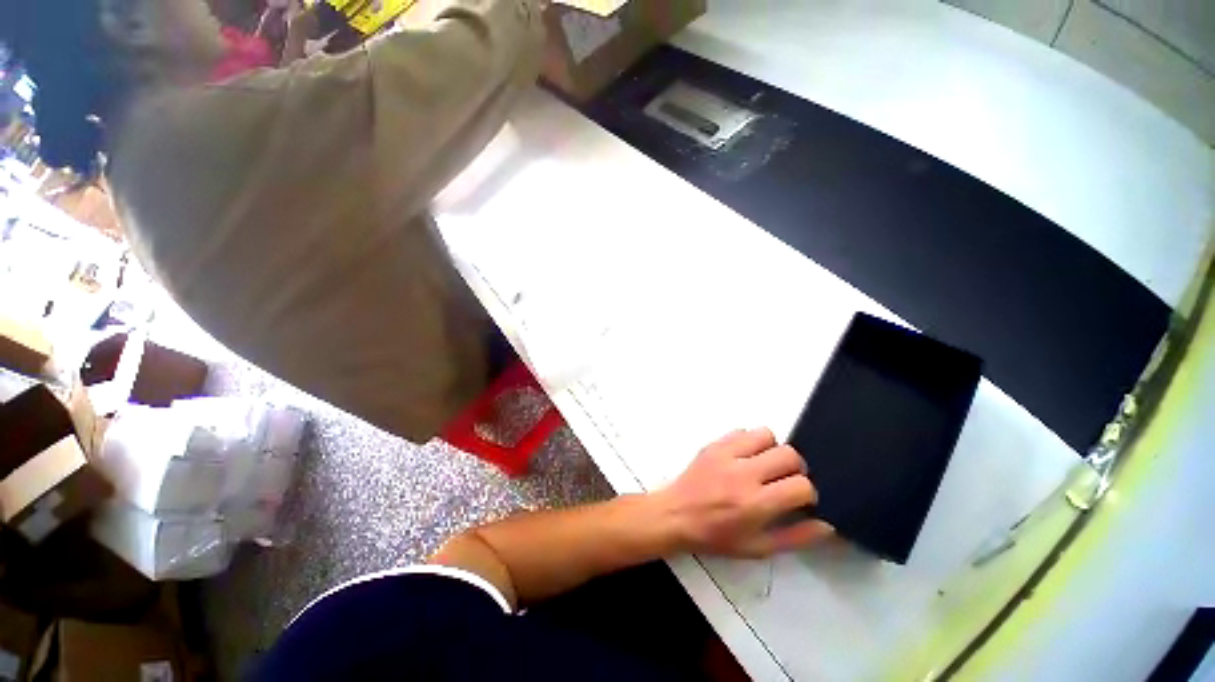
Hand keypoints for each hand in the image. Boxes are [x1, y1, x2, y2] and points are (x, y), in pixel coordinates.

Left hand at [658, 428, 833, 557]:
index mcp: (756, 503)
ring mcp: (726, 453)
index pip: (801, 485)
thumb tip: (826, 524)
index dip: (807, 493)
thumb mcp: (757, 548)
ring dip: (772, 449)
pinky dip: (750, 441)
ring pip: (766, 434)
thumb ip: (795, 537)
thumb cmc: (716, 536)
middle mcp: (743, 473)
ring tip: (764, 465)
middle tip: (784, 480)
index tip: (798, 500)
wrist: (676, 514)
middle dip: (795, 468)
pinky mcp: (714, 443)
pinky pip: (742, 430)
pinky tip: (744, 458)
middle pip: (789, 454)